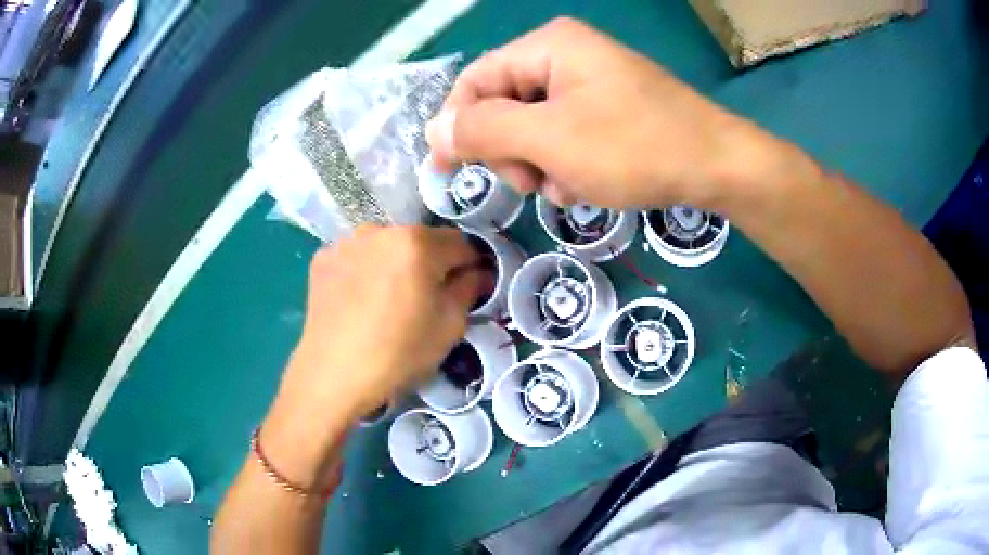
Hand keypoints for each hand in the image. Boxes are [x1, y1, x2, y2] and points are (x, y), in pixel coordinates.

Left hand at [260, 226, 489, 487]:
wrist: (332, 375)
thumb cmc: (398, 353)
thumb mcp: (449, 326)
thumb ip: (469, 289)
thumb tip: (478, 273)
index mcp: (417, 242)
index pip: (460, 243)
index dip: (469, 267)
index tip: (467, 290)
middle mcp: (380, 230)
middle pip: (420, 242)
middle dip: (430, 265)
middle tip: (425, 301)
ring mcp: (346, 243)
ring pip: (386, 248)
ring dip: (395, 265)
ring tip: (387, 303)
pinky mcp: (322, 259)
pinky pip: (356, 259)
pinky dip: (364, 272)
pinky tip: (359, 302)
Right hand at [426, 17, 777, 208]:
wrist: (717, 166)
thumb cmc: (635, 146)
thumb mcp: (550, 140)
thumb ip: (484, 131)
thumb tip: (433, 131)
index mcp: (546, 46)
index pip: (476, 81)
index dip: (457, 125)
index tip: (448, 171)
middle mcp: (564, 56)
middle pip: (504, 105)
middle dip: (512, 151)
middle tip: (533, 183)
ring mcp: (589, 83)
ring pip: (533, 128)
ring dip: (541, 165)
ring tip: (570, 187)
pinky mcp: (607, 109)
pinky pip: (564, 136)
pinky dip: (567, 165)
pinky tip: (589, 184)